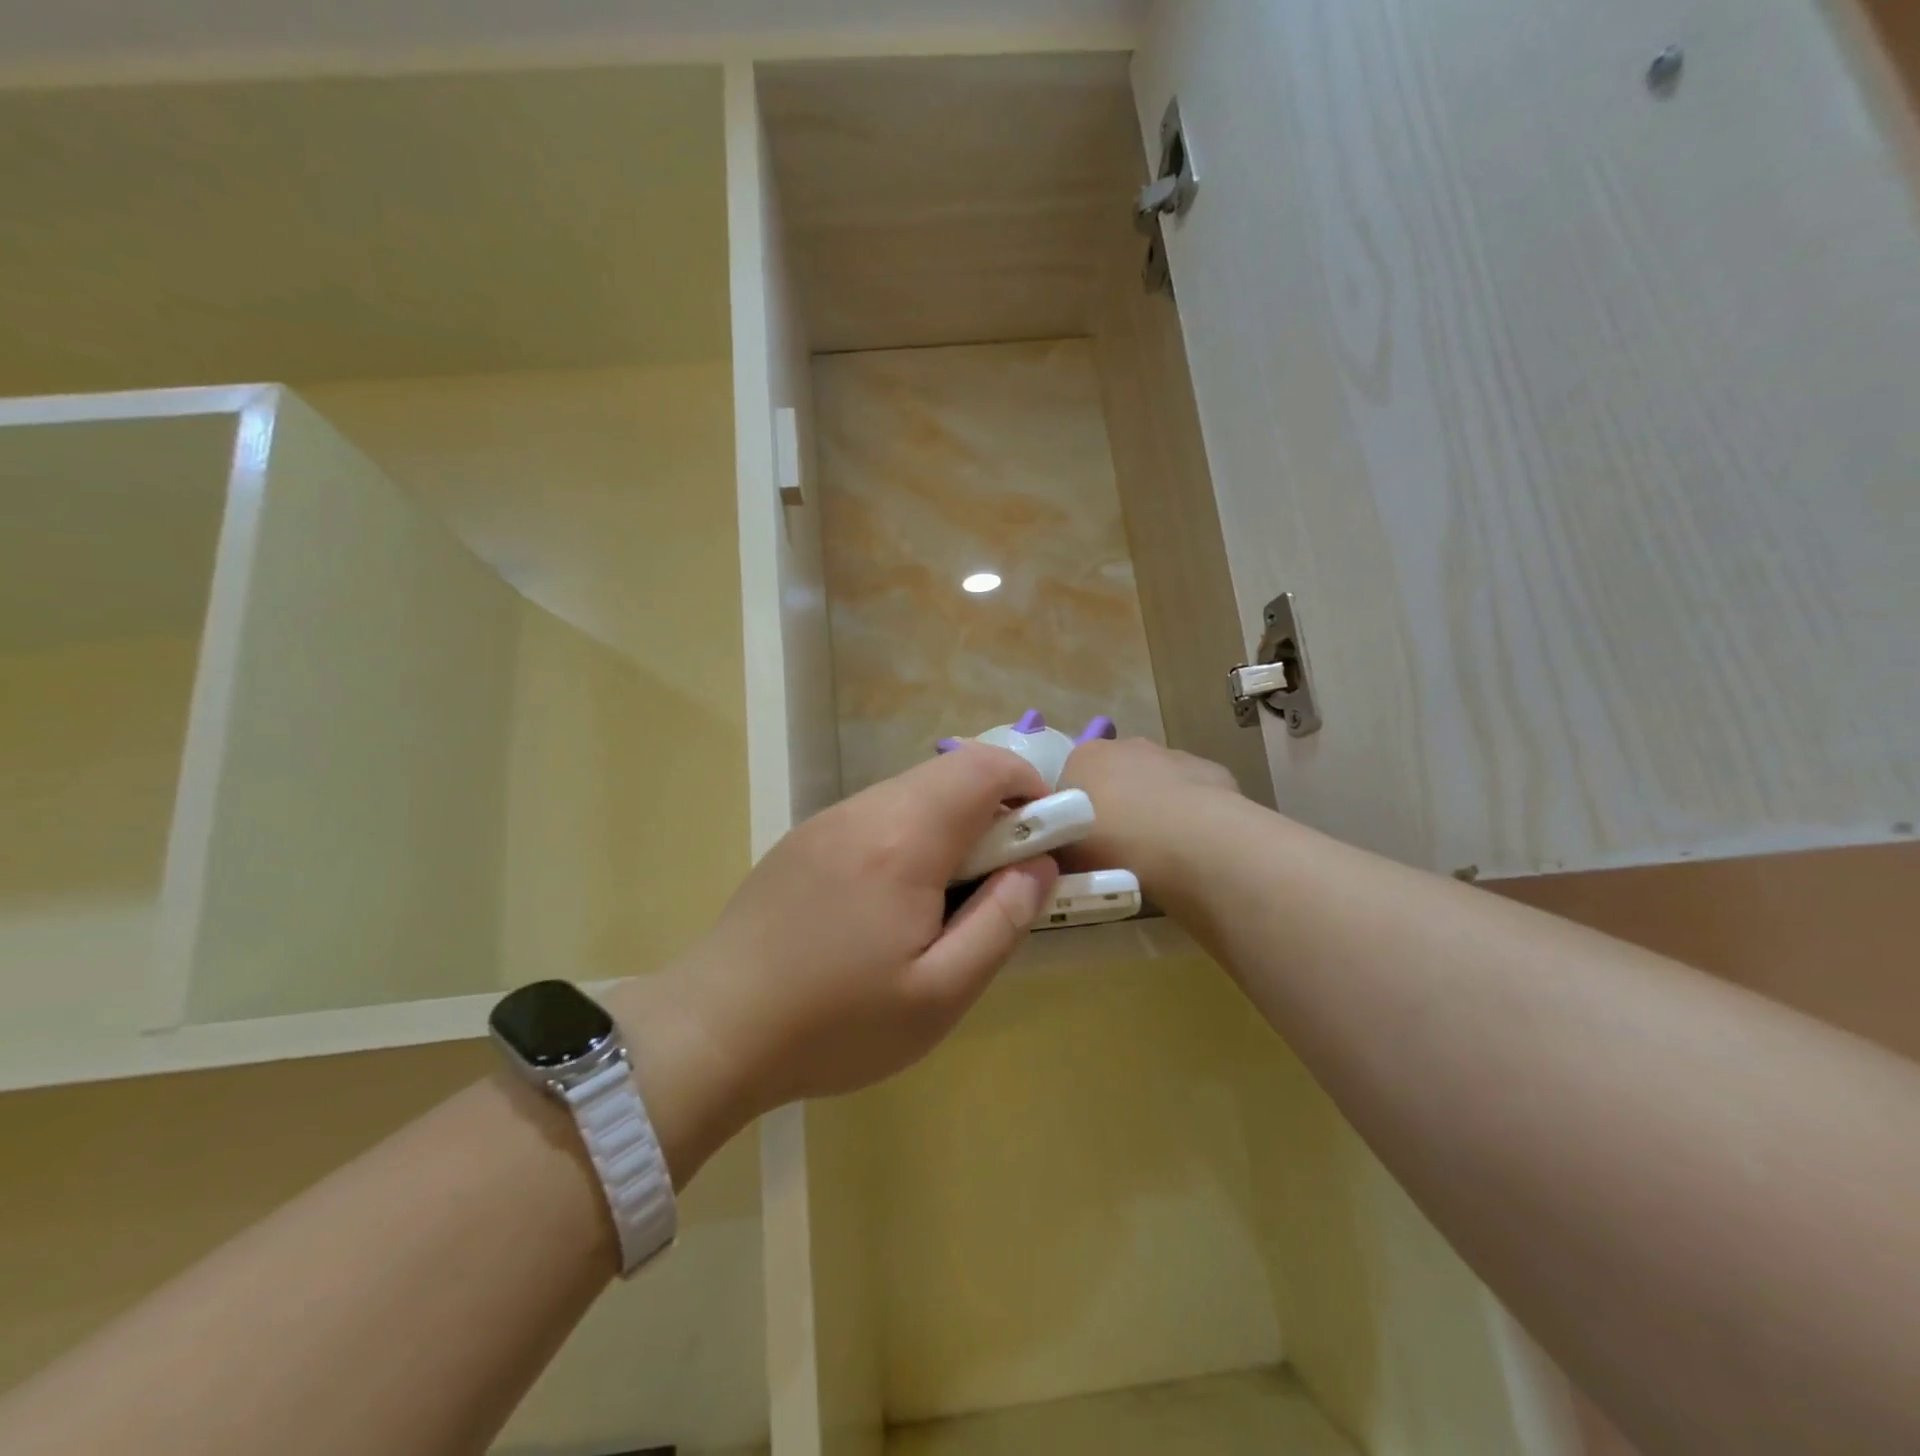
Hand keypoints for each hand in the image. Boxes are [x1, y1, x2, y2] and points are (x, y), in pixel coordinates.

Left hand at [631, 747, 1059, 1130]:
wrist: (712, 1031)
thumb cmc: (835, 1024)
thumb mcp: (940, 994)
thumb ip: (1001, 921)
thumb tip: (1039, 867)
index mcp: (904, 839)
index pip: (986, 769)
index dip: (1030, 789)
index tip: (1044, 842)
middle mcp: (865, 810)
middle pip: (951, 774)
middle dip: (995, 811)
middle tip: (999, 881)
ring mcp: (827, 820)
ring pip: (913, 792)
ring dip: (951, 824)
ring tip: (946, 899)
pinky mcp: (804, 839)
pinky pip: (877, 814)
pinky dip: (911, 834)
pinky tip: (892, 900)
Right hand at [1057, 737, 1241, 890]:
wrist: (1187, 842)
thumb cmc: (1114, 845)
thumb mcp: (1068, 855)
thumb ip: (1061, 845)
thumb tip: (1064, 850)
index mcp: (1083, 758)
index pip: (1070, 783)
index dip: (1074, 814)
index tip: (1083, 845)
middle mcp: (1125, 745)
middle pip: (1114, 776)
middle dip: (1117, 805)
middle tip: (1120, 849)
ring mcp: (1170, 754)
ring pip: (1156, 782)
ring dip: (1155, 807)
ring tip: (1160, 851)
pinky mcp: (1209, 769)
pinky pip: (1192, 793)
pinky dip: (1190, 812)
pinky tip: (1194, 842)